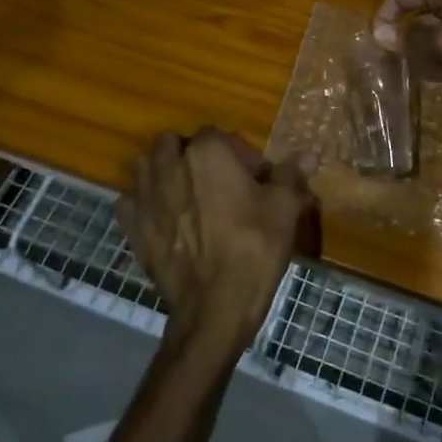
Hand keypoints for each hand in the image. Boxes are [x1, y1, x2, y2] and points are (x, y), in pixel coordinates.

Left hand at [117, 129, 317, 353]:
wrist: (214, 306)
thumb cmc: (254, 247)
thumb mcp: (284, 208)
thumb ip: (291, 174)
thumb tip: (310, 152)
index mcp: (208, 150)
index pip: (219, 135)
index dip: (238, 155)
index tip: (254, 181)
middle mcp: (170, 164)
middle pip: (174, 144)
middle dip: (192, 156)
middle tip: (218, 184)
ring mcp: (145, 195)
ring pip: (147, 166)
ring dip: (163, 173)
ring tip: (187, 197)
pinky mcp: (131, 226)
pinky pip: (131, 201)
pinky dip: (143, 204)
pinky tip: (163, 220)